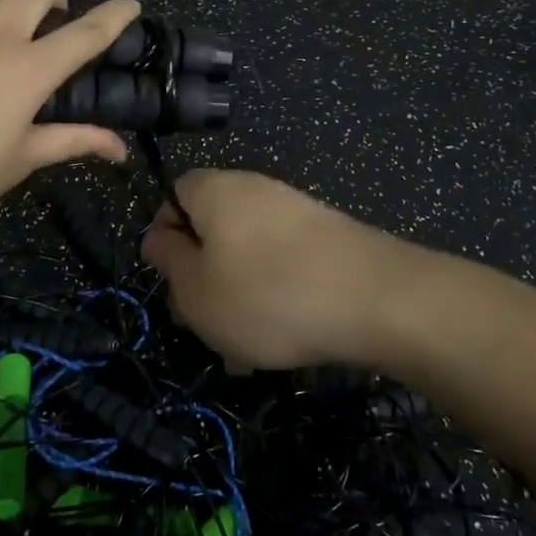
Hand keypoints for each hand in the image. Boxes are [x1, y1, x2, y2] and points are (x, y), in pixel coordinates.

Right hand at [142, 170, 403, 369]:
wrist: (377, 299)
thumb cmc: (267, 295)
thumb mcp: (197, 291)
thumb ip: (169, 261)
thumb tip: (157, 237)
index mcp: (217, 189)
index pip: (174, 193)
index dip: (165, 235)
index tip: (171, 279)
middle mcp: (257, 188)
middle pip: (213, 225)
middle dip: (203, 273)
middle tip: (205, 321)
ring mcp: (298, 210)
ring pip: (249, 252)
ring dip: (239, 294)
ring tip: (245, 347)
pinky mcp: (329, 236)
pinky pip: (285, 263)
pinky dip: (276, 295)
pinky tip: (285, 338)